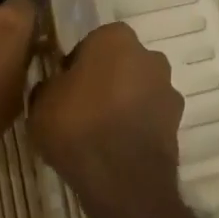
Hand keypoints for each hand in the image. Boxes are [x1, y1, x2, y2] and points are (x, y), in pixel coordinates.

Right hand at [31, 22, 183, 210]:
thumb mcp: (40, 104)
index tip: (64, 90)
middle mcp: (148, 54)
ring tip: (101, 135)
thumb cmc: (78, 126)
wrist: (123, 179)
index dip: (76, 67)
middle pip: (120, 64)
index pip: (91, 44)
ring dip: (124, 104)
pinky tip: (118, 149)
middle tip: (82, 111)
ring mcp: (167, 88)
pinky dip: (137, 127)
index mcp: (115, 37)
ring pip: (138, 90)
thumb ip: (48, 87)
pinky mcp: (177, 122)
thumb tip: (53, 87)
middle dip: (105, 81)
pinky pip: (149, 117)